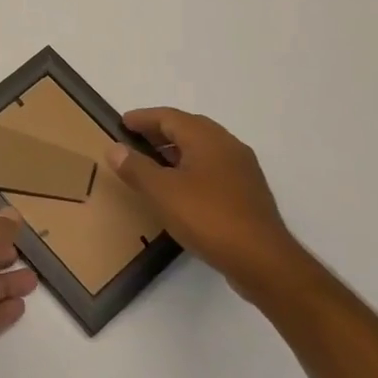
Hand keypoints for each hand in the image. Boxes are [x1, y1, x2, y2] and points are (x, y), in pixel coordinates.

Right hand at [107, 108, 314, 304]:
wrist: (262, 260)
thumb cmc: (208, 217)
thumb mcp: (162, 192)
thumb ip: (136, 168)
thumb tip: (115, 148)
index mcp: (207, 138)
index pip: (170, 117)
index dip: (144, 118)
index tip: (123, 122)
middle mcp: (228, 146)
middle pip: (189, 128)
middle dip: (160, 131)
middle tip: (135, 140)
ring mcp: (242, 170)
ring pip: (203, 149)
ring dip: (176, 150)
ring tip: (152, 163)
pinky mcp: (247, 193)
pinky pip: (213, 168)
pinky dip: (190, 167)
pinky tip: (179, 188)